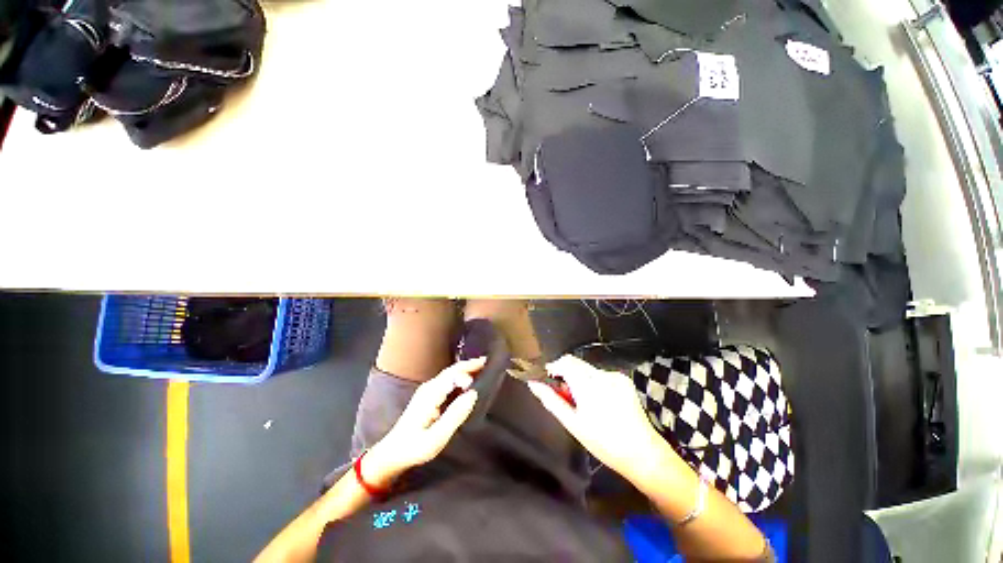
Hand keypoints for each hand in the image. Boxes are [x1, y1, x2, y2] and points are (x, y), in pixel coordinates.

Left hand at [364, 358, 484, 486]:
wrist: (392, 453)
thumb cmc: (414, 448)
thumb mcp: (436, 438)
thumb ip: (455, 415)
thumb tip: (473, 394)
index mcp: (431, 394)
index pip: (453, 375)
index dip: (468, 373)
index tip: (484, 377)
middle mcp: (429, 386)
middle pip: (452, 370)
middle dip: (470, 364)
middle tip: (488, 362)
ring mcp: (428, 389)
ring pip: (451, 373)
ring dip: (466, 368)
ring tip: (483, 367)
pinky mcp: (429, 394)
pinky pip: (448, 379)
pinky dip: (461, 375)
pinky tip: (469, 379)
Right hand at [527, 355, 664, 480]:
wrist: (643, 454)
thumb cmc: (603, 442)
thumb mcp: (572, 423)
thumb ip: (551, 400)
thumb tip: (533, 384)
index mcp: (588, 384)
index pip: (565, 361)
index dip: (554, 367)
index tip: (549, 380)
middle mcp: (602, 374)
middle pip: (576, 363)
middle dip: (566, 374)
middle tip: (565, 396)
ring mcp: (615, 376)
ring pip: (587, 369)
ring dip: (579, 379)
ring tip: (583, 402)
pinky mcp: (624, 380)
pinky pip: (601, 374)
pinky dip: (593, 382)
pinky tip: (599, 402)